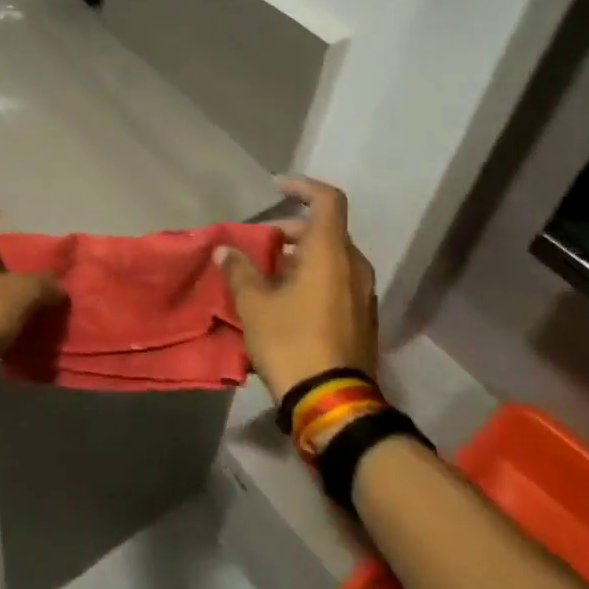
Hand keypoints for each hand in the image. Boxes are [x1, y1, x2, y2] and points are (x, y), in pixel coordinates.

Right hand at [216, 176, 377, 400]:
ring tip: (268, 274)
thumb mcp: (253, 304)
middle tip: (260, 244)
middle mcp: (354, 266)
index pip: (327, 200)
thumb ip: (239, 270)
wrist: (332, 401)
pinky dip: (314, 278)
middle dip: (291, 231)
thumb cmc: (290, 341)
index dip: (302, 186)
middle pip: (326, 231)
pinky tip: (286, 300)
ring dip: (301, 257)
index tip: (276, 187)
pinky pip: (338, 282)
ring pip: (332, 258)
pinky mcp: (363, 319)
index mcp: (330, 253)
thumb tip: (225, 250)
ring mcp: (363, 294)